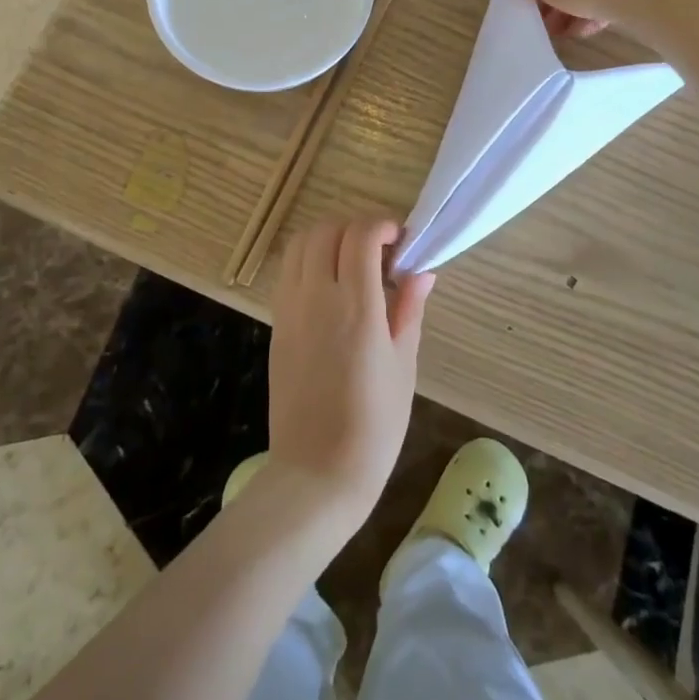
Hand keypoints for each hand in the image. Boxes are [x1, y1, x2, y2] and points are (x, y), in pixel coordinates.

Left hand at [265, 219, 434, 530]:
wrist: (316, 474)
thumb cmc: (374, 426)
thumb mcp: (403, 365)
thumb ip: (409, 309)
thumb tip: (422, 270)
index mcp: (355, 308)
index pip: (359, 236)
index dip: (381, 226)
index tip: (400, 240)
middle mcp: (316, 298)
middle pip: (326, 230)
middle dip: (355, 228)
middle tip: (379, 252)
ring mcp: (290, 309)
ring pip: (300, 244)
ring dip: (328, 239)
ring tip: (353, 264)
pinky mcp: (276, 324)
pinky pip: (288, 271)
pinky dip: (309, 261)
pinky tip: (331, 287)